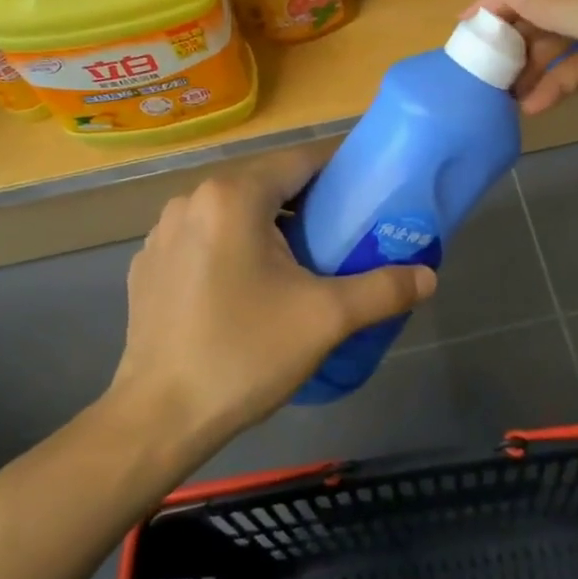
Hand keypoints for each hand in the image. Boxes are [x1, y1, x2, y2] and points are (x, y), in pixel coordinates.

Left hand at [110, 147, 436, 447]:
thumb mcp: (326, 319)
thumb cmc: (244, 355)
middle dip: (308, 204)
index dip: (341, 171)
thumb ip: (384, 289)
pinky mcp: (149, 263)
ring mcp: (163, 231)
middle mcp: (192, 199)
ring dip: (268, 226)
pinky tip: (245, 289)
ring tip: (299, 265)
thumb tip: (429, 277)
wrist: (158, 419)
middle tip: (343, 237)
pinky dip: (232, 248)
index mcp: (234, 196)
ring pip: (233, 211)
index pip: (301, 160)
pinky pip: (204, 237)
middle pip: (266, 183)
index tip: (369, 195)